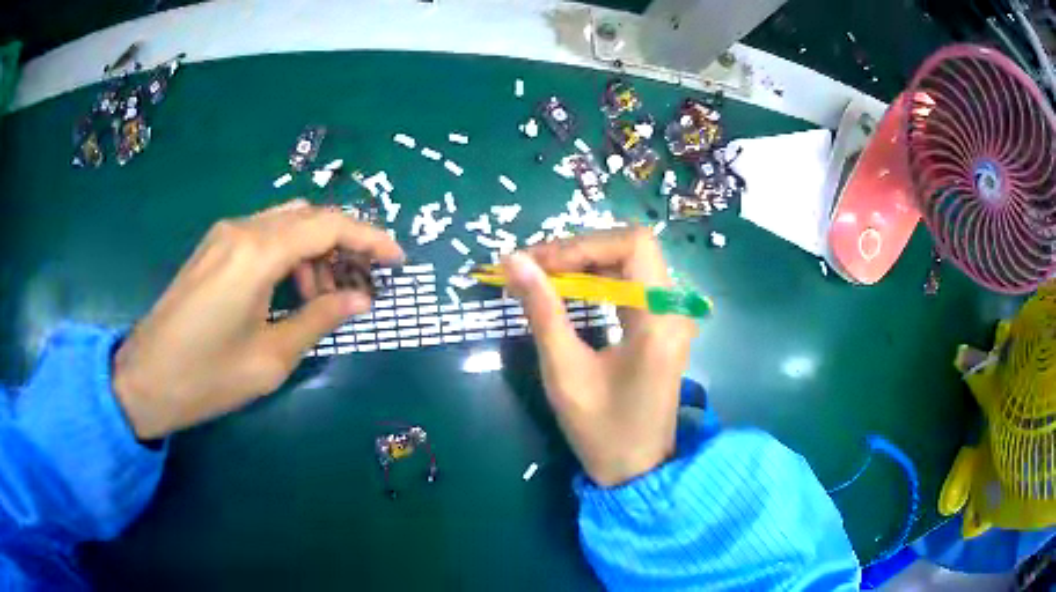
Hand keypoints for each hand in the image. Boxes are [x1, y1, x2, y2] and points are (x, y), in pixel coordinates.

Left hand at [112, 200, 403, 438]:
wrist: (144, 380)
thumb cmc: (206, 378)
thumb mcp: (270, 358)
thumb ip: (318, 319)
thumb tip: (361, 300)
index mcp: (257, 253)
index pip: (328, 226)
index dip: (370, 238)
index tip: (398, 261)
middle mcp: (241, 229)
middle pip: (309, 217)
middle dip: (343, 245)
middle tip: (360, 286)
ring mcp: (223, 235)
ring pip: (286, 223)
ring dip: (314, 251)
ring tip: (322, 298)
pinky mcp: (212, 248)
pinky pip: (263, 235)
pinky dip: (287, 255)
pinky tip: (288, 291)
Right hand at [502, 228, 697, 486]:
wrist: (636, 470)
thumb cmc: (601, 430)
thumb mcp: (565, 372)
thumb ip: (542, 311)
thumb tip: (513, 261)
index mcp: (659, 320)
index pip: (633, 244)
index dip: (582, 244)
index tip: (537, 263)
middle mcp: (673, 309)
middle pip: (631, 248)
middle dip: (578, 250)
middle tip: (531, 266)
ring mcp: (671, 317)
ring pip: (630, 263)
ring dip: (585, 263)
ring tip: (540, 275)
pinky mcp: (661, 326)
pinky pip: (631, 284)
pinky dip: (597, 280)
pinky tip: (567, 290)